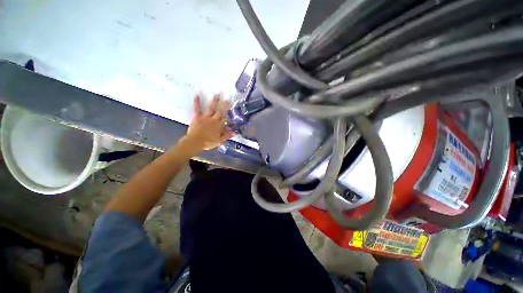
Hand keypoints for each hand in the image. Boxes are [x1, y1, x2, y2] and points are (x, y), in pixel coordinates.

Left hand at [183, 93, 232, 151]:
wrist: (195, 142)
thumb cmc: (208, 142)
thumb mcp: (219, 141)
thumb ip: (227, 136)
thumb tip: (234, 132)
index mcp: (218, 125)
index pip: (225, 119)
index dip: (228, 115)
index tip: (231, 111)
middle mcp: (213, 120)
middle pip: (220, 112)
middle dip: (224, 106)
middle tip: (227, 99)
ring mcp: (205, 117)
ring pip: (211, 108)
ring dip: (214, 101)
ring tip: (217, 94)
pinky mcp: (197, 117)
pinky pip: (197, 108)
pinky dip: (197, 102)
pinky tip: (196, 95)